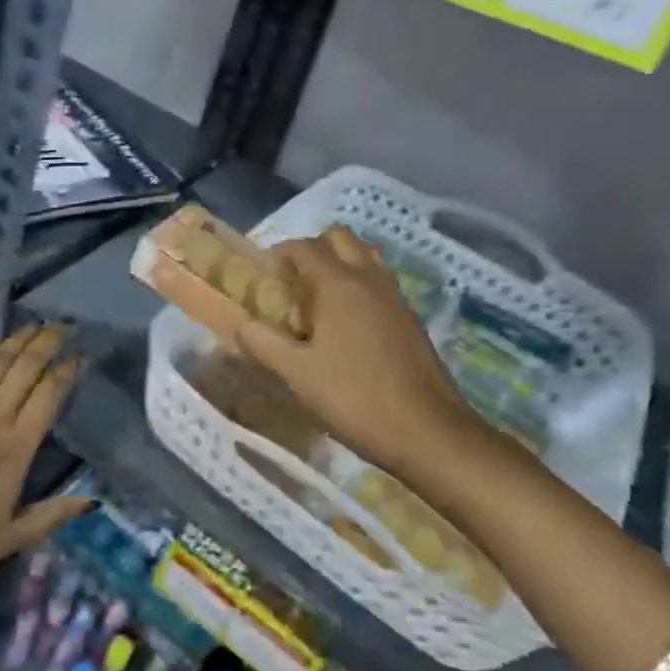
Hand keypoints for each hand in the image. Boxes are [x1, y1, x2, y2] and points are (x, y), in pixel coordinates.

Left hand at [0, 327, 87, 588]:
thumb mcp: (10, 538)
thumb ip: (52, 514)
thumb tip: (91, 500)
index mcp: (16, 448)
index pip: (47, 396)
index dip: (65, 372)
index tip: (78, 357)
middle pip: (24, 370)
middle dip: (45, 344)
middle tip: (60, 328)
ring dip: (16, 343)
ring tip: (32, 327)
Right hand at [236, 226, 480, 480]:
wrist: (429, 432)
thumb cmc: (355, 398)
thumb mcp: (297, 374)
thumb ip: (263, 343)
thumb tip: (241, 324)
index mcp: (338, 285)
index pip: (304, 246)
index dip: (279, 253)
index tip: (263, 276)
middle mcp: (369, 279)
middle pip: (340, 238)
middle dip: (313, 249)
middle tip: (294, 282)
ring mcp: (396, 297)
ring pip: (366, 255)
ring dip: (342, 263)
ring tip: (322, 298)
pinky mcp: (411, 318)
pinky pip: (381, 282)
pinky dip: (362, 285)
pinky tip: (350, 325)